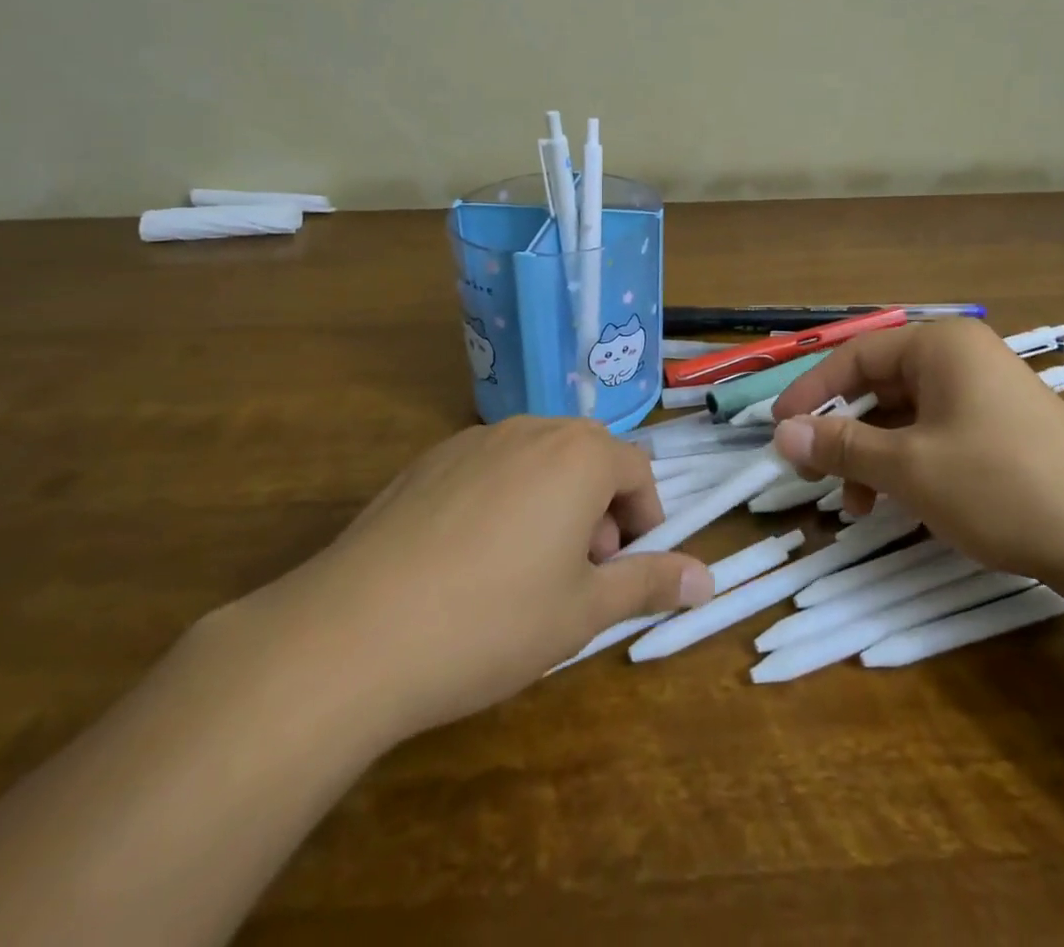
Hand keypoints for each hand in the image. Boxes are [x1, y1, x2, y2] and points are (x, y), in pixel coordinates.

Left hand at [244, 417, 712, 747]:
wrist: (354, 633)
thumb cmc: (493, 620)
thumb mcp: (584, 610)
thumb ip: (650, 583)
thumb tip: (710, 579)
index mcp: (578, 454)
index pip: (637, 470)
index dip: (644, 519)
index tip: (627, 567)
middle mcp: (529, 430)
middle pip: (587, 457)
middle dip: (599, 509)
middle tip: (580, 573)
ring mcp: (472, 441)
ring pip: (537, 461)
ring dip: (553, 503)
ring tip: (527, 571)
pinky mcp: (426, 462)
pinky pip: (488, 469)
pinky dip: (503, 501)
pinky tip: (469, 562)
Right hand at [769, 319, 1063, 591]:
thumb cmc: (1003, 486)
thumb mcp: (909, 467)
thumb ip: (840, 446)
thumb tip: (780, 434)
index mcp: (939, 346)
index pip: (854, 357)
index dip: (810, 393)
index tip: (777, 430)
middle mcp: (960, 359)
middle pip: (878, 386)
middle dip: (843, 432)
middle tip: (813, 473)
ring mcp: (983, 396)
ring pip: (904, 417)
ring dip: (872, 456)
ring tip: (856, 506)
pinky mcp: (999, 433)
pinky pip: (934, 437)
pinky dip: (906, 466)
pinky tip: (896, 505)